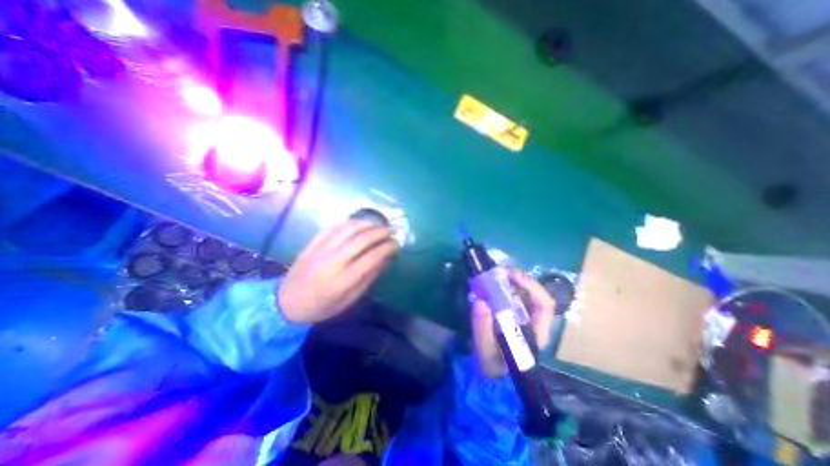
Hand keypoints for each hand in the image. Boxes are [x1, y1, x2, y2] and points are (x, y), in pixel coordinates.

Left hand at [276, 220, 400, 322]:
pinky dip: (349, 223)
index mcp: (343, 280)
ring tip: (378, 224)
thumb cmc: (321, 306)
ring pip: (348, 228)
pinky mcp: (313, 243)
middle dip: (380, 232)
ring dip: (366, 223)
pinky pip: (334, 226)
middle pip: (361, 239)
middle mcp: (333, 261)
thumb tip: (384, 259)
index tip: (396, 244)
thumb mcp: (349, 300)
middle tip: (391, 231)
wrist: (285, 302)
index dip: (387, 248)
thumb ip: (368, 279)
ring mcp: (321, 249)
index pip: (371, 258)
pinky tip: (358, 224)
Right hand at [469, 270, 552, 378]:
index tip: (512, 276)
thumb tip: (479, 300)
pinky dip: (500, 287)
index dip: (532, 286)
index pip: (544, 305)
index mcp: (535, 332)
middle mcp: (532, 321)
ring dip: (508, 281)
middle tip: (498, 270)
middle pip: (533, 294)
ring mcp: (521, 317)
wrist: (491, 377)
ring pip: (521, 293)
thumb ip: (482, 328)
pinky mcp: (510, 315)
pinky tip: (488, 284)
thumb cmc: (493, 367)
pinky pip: (509, 297)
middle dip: (518, 278)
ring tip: (492, 274)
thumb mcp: (486, 352)